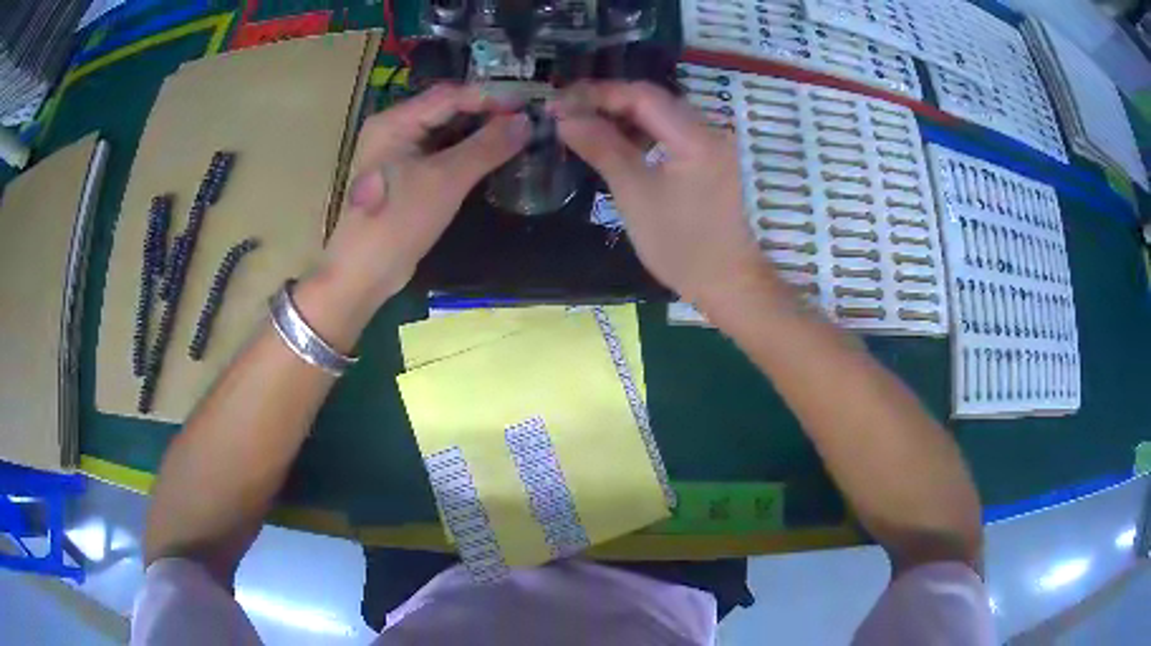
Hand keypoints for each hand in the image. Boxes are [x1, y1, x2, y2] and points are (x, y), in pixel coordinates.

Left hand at [317, 84, 529, 318]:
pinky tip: (493, 158)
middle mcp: (394, 130)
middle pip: (447, 110)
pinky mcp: (405, 177)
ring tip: (517, 136)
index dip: (490, 97)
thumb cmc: (399, 221)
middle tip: (526, 120)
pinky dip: (466, 153)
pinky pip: (440, 154)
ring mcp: (397, 154)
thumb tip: (526, 122)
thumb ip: (487, 147)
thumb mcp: (445, 179)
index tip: (528, 105)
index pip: (449, 95)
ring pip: (446, 133)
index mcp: (394, 121)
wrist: (365, 273)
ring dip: (479, 134)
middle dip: (486, 114)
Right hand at [551, 82, 775, 306]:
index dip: (597, 93)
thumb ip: (601, 148)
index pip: (641, 95)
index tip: (559, 103)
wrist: (726, 282)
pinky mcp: (708, 160)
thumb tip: (565, 117)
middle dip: (607, 101)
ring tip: (585, 127)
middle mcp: (708, 129)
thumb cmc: (680, 244)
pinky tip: (617, 145)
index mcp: (695, 136)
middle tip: (567, 112)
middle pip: (652, 99)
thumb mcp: (634, 194)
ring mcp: (711, 144)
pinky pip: (669, 133)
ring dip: (622, 117)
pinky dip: (641, 133)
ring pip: (660, 115)